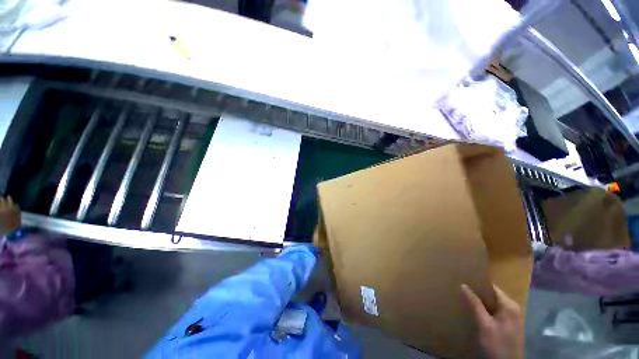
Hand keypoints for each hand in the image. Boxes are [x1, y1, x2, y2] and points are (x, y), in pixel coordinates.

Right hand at [461, 284, 524, 358]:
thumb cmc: (497, 343)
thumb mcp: (484, 324)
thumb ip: (475, 304)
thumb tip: (463, 285)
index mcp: (510, 305)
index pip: (492, 288)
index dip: (478, 284)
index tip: (464, 281)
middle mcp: (514, 308)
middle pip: (493, 295)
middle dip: (479, 293)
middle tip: (463, 291)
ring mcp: (513, 317)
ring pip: (494, 303)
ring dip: (482, 302)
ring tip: (467, 299)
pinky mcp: (510, 324)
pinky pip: (497, 311)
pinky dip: (487, 310)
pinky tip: (477, 312)